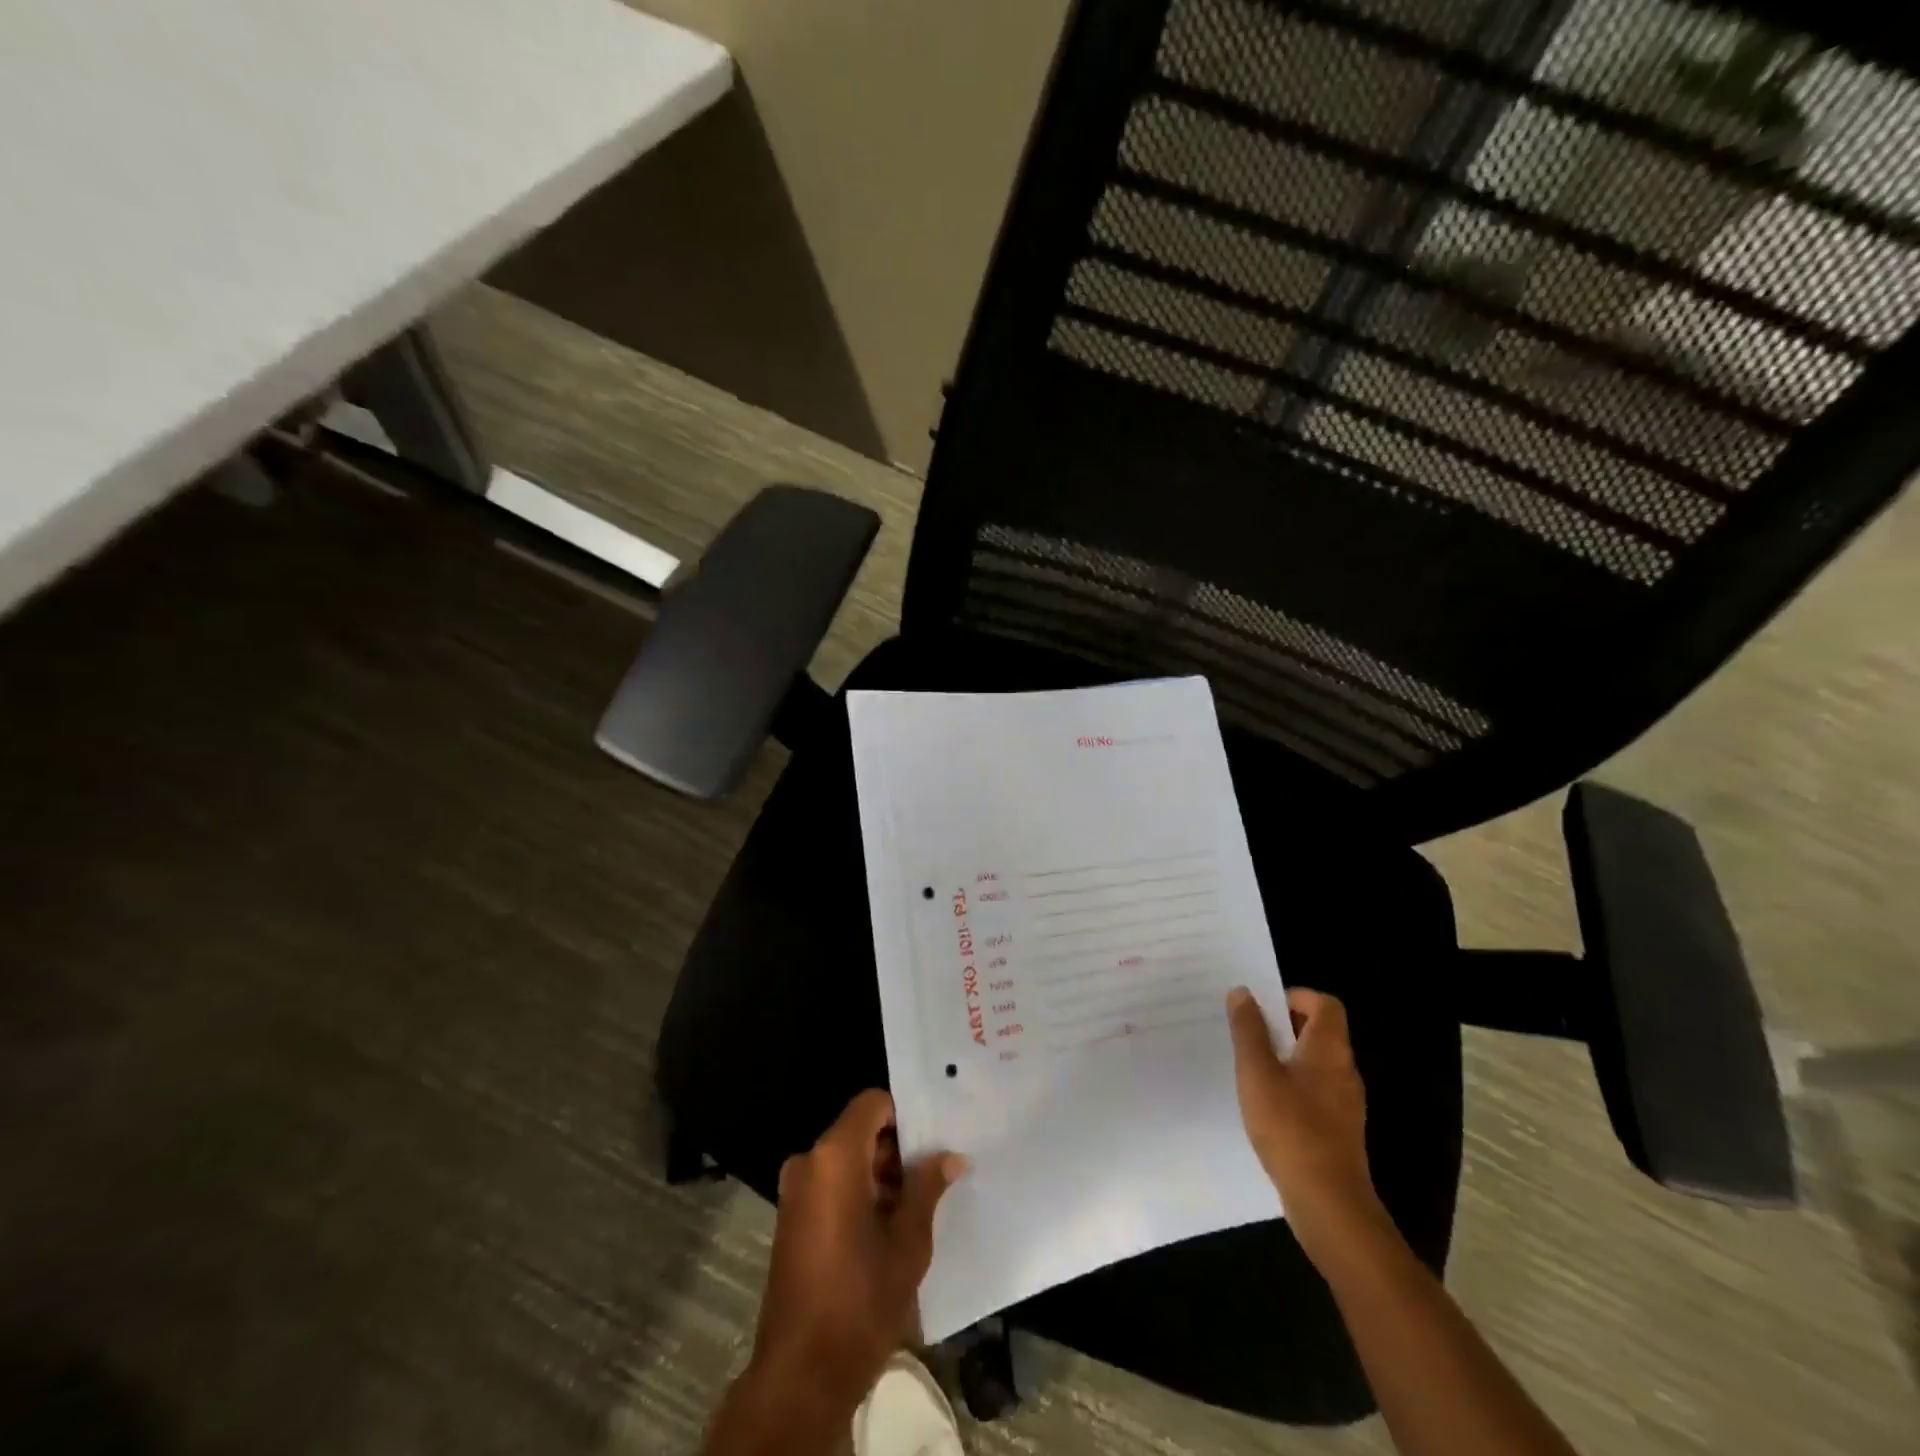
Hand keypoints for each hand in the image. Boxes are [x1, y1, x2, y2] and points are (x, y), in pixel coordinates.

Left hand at [750, 1090, 965, 1413]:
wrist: (801, 1374)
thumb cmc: (860, 1298)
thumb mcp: (908, 1241)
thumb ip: (927, 1187)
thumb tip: (950, 1156)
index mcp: (834, 1156)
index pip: (872, 1104)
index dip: (905, 1114)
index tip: (933, 1138)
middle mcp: (809, 1162)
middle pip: (859, 1131)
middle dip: (896, 1149)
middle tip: (934, 1172)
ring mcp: (795, 1192)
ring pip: (845, 1160)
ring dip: (879, 1174)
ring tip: (918, 1202)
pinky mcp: (791, 1219)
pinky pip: (830, 1184)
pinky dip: (858, 1192)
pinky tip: (888, 1225)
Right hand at [1227, 986, 1386, 1269]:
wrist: (1328, 1203)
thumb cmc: (1290, 1127)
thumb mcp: (1257, 1072)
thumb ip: (1249, 1030)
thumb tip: (1243, 993)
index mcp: (1329, 1049)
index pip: (1325, 1004)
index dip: (1294, 997)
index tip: (1262, 1010)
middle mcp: (1344, 1070)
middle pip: (1319, 1031)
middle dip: (1282, 1027)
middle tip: (1246, 1035)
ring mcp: (1344, 1102)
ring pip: (1314, 1063)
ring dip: (1284, 1058)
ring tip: (1249, 1069)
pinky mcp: (1338, 1129)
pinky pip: (1314, 1091)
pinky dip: (1291, 1087)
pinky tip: (1265, 1105)